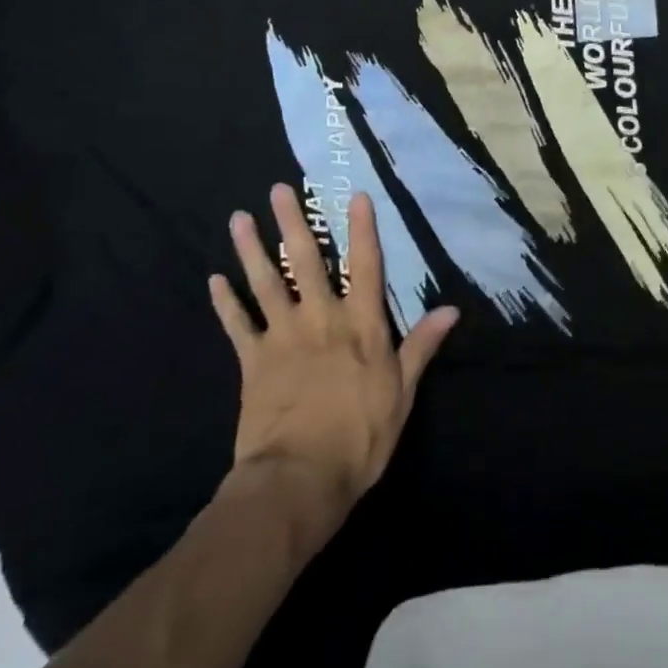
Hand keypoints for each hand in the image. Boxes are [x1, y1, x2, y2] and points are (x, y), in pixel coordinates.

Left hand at [208, 185, 457, 535]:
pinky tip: (214, 279)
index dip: (362, 229)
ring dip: (252, 249)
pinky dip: (225, 301)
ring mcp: (282, 336)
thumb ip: (422, 346)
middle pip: (306, 261)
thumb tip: (452, 309)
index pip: (365, 265)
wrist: (299, 478)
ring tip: (240, 218)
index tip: (355, 195)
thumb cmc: (361, 435)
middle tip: (279, 190)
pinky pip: (237, 324)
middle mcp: (321, 318)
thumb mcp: (403, 392)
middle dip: (293, 223)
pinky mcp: (252, 361)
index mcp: (361, 324)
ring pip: (266, 282)